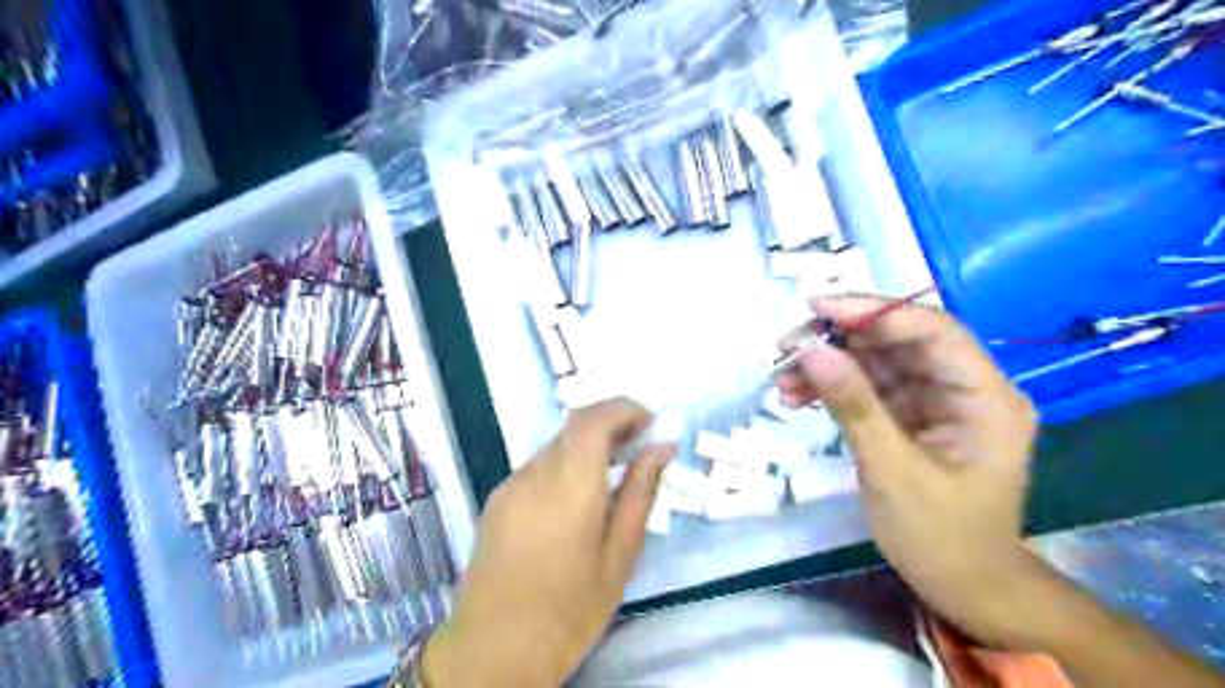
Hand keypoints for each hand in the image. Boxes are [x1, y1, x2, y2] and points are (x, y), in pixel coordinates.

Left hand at [419, 398, 667, 686]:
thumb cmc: (570, 611)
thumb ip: (640, 493)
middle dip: (610, 424)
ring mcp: (509, 485)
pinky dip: (564, 465)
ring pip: (555, 444)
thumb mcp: (619, 556)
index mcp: (569, 487)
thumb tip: (661, 448)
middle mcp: (534, 475)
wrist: (494, 651)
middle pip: (573, 426)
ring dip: (587, 445)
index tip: (649, 422)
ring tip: (611, 474)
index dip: (624, 408)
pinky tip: (575, 500)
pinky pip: (537, 466)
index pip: (593, 419)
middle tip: (638, 445)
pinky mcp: (496, 500)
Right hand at [784, 293, 1041, 643]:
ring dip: (829, 365)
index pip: (931, 331)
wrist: (963, 586)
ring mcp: (937, 401)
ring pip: (878, 362)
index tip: (816, 309)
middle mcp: (965, 388)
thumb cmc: (940, 537)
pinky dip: (833, 389)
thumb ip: (854, 406)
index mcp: (985, 398)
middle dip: (840, 340)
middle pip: (899, 341)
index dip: (873, 312)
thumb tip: (811, 351)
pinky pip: (869, 388)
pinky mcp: (913, 415)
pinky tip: (797, 396)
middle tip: (786, 347)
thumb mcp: (892, 471)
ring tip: (783, 378)